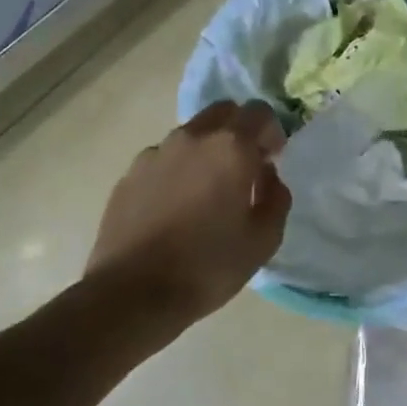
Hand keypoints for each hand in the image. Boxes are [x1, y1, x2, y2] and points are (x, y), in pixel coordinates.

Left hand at [88, 100, 290, 321]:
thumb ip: (276, 197)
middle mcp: (192, 138)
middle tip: (243, 167)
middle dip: (239, 130)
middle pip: (223, 112)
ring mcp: (155, 153)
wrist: (133, 294)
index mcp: (230, 148)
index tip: (271, 160)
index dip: (271, 132)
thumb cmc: (208, 266)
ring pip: (191, 134)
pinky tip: (175, 207)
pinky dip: (177, 170)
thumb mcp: (263, 240)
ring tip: (206, 191)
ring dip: (206, 150)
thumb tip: (268, 175)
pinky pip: (163, 158)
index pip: (259, 112)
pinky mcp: (129, 174)